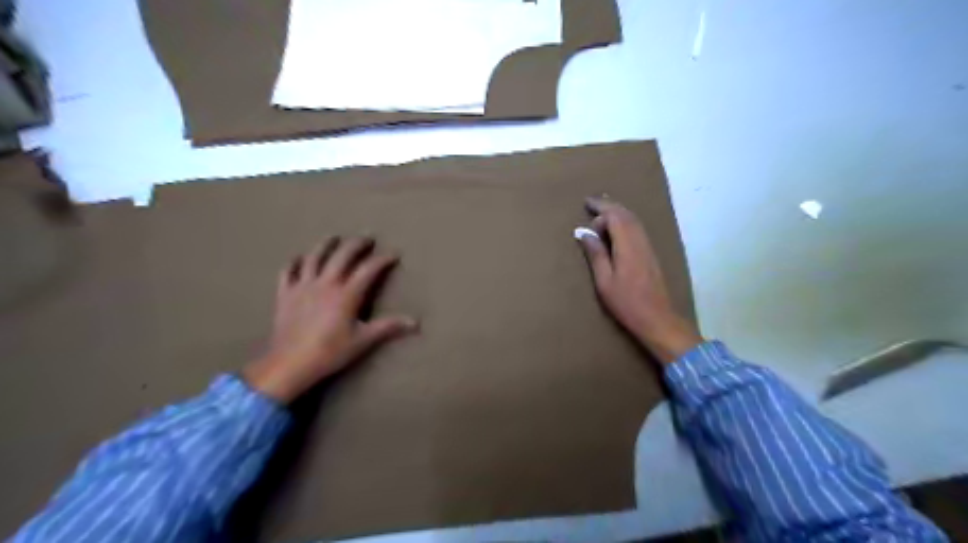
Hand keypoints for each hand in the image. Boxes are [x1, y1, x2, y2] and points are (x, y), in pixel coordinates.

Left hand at [241, 237, 416, 402]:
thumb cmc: (330, 352)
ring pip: (314, 257)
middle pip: (342, 255)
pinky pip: (289, 271)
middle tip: (367, 238)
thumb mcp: (363, 340)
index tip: (394, 254)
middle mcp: (325, 283)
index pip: (368, 270)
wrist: (290, 363)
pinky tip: (300, 258)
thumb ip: (388, 327)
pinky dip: (295, 262)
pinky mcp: (286, 294)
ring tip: (334, 237)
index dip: (383, 260)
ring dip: (326, 244)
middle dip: (357, 244)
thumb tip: (416, 323)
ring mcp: (303, 286)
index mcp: (346, 294)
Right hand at [573, 195, 704, 363]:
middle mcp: (640, 241)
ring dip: (617, 211)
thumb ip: (595, 254)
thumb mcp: (605, 281)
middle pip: (626, 214)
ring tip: (602, 208)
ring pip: (633, 220)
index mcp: (628, 246)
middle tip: (591, 200)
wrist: (658, 319)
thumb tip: (583, 232)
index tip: (586, 214)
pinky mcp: (650, 254)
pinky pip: (637, 228)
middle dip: (608, 205)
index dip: (601, 212)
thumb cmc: (627, 303)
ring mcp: (648, 247)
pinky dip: (625, 221)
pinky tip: (616, 227)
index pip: (615, 217)